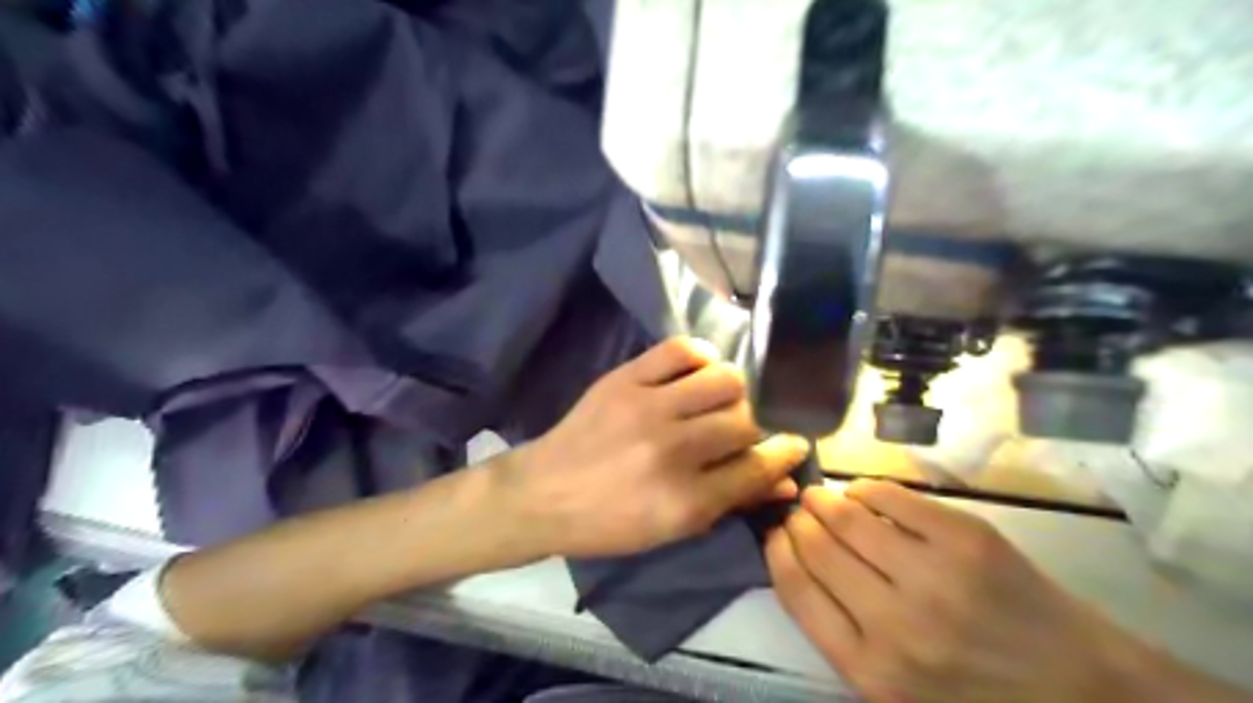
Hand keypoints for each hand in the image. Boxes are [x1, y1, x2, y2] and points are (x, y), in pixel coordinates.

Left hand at [510, 336, 811, 558]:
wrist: (544, 493)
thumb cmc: (611, 522)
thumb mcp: (673, 529)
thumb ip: (732, 501)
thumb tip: (786, 480)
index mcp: (686, 500)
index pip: (758, 465)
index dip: (785, 452)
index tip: (795, 441)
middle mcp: (673, 449)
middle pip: (747, 419)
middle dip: (763, 421)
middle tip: (756, 422)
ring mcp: (647, 407)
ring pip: (724, 379)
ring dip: (737, 388)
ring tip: (727, 397)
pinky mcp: (624, 378)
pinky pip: (679, 349)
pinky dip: (700, 356)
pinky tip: (699, 371)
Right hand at [764, 482, 1165, 702]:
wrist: (1083, 690)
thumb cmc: (976, 694)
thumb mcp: (895, 692)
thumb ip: (841, 637)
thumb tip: (797, 559)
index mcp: (871, 672)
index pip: (796, 590)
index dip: (777, 551)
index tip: (775, 533)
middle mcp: (895, 624)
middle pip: (817, 547)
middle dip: (799, 521)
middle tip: (799, 511)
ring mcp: (935, 576)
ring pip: (848, 517)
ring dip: (825, 499)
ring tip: (821, 496)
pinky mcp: (967, 539)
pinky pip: (892, 497)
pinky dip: (867, 488)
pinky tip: (862, 492)